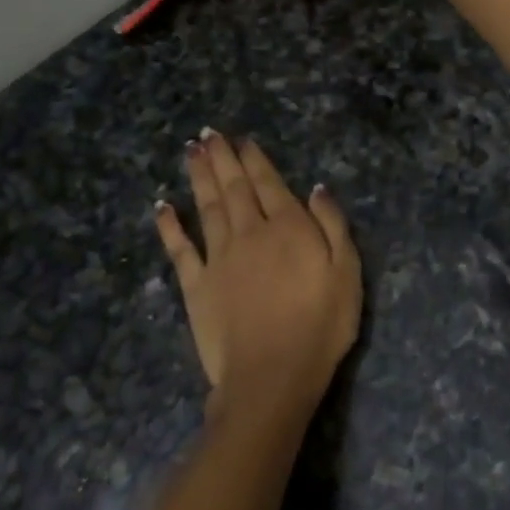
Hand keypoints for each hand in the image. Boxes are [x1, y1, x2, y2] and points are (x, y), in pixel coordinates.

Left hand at [155, 131, 360, 427]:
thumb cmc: (320, 326)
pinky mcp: (196, 286)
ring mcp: (219, 258)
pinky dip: (169, 225)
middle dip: (222, 158)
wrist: (272, 375)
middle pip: (234, 188)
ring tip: (191, 151)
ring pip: (207, 207)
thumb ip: (333, 226)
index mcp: (288, 228)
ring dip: (198, 177)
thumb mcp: (347, 273)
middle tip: (208, 133)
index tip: (242, 139)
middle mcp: (250, 233)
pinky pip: (180, 249)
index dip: (255, 160)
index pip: (269, 184)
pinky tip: (162, 206)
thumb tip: (316, 188)